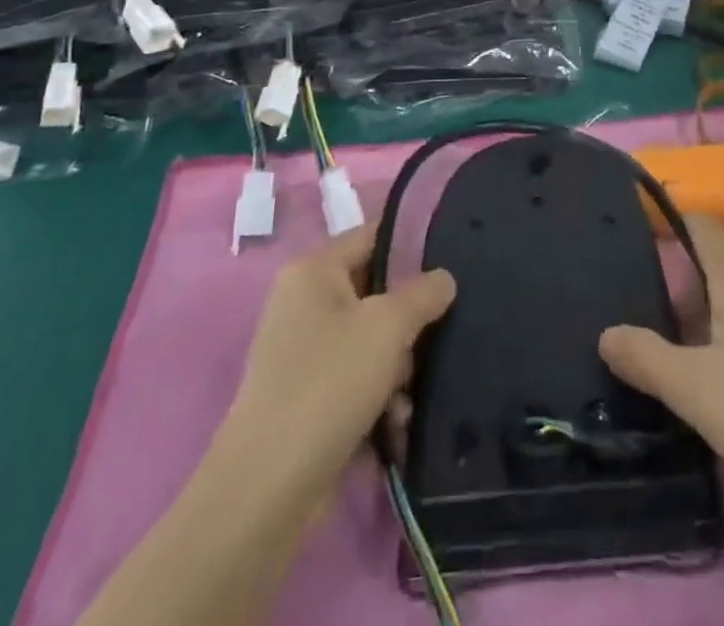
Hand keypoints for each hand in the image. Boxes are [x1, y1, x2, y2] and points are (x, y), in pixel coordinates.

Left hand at [212, 228, 455, 513]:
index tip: (454, 258)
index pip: (373, 236)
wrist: (268, 487)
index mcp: (313, 270)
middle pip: (376, 292)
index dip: (414, 243)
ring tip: (408, 399)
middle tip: (433, 340)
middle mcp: (303, 302)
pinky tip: (395, 424)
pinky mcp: (306, 396)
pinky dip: (378, 395)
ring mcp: (302, 351)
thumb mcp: (389, 326)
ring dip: (398, 367)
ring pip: (371, 339)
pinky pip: (356, 378)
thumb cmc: (329, 382)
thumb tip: (444, 279)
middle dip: (409, 321)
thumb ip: (424, 292)